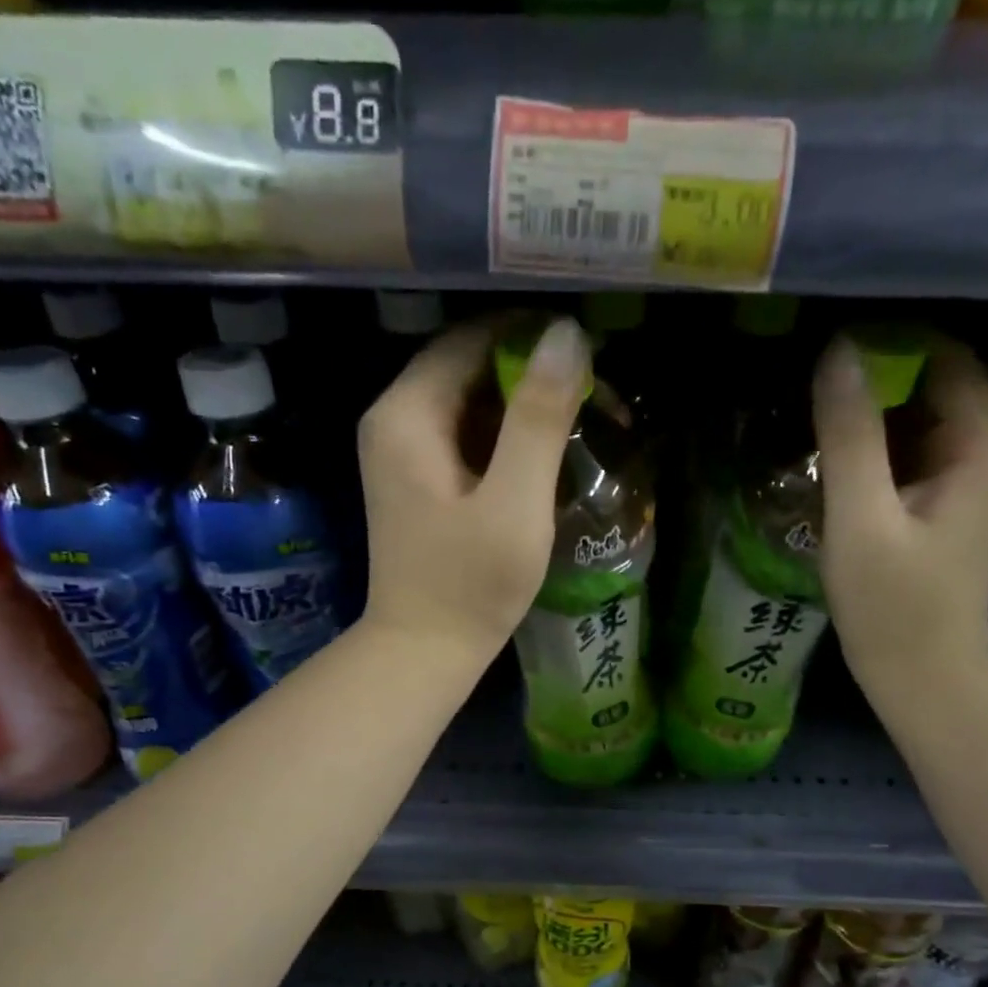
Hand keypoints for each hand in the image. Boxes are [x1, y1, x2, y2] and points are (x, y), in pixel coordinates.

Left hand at [358, 316, 590, 665]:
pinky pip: (464, 435)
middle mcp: (393, 419)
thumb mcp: (515, 502)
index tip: (589, 358)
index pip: (472, 338)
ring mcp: (400, 451)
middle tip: (594, 396)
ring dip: (522, 406)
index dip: (532, 338)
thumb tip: (567, 334)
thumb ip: (539, 418)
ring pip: (469, 401)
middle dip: (531, 373)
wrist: (424, 652)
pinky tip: (543, 455)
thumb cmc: (470, 585)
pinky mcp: (415, 479)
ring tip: (579, 421)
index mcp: (408, 412)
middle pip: (469, 366)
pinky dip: (504, 437)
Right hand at [813, 334, 987, 709]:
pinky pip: (914, 453)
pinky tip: (834, 458)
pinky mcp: (950, 504)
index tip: (827, 349)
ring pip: (920, 419)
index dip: (889, 342)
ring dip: (872, 414)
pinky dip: (877, 447)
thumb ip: (850, 434)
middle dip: (876, 378)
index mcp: (985, 443)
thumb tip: (838, 351)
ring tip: (814, 416)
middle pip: (934, 383)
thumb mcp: (861, 517)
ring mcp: (973, 479)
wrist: (921, 674)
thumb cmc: (892, 603)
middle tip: (810, 385)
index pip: (945, 356)